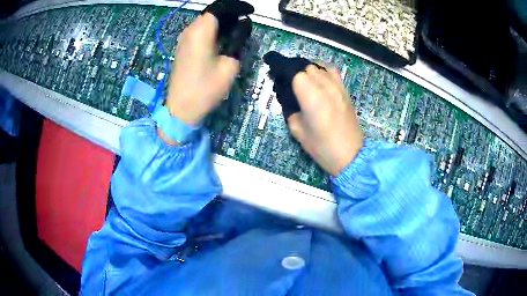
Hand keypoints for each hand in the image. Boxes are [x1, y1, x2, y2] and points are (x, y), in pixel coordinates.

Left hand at [164, 0, 252, 126]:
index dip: (237, 7)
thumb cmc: (206, 88)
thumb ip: (237, 41)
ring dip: (221, 23)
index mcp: (201, 31)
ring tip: (236, 31)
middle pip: (212, 13)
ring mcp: (184, 39)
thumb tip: (242, 28)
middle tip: (245, 23)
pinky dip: (212, 31)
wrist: (181, 109)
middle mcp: (190, 30)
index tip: (250, 12)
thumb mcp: (229, 65)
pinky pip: (199, 31)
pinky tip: (222, 40)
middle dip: (230, 14)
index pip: (220, 8)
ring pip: (205, 22)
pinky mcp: (182, 48)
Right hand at [264, 52, 363, 175]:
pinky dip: (322, 70)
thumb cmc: (322, 146)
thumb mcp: (297, 130)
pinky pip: (332, 72)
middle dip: (293, 69)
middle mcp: (325, 85)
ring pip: (319, 66)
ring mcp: (337, 86)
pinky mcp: (345, 90)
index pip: (293, 71)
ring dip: (307, 68)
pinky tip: (318, 79)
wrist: (350, 155)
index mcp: (311, 95)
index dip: (281, 68)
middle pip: (306, 66)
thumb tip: (286, 96)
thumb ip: (290, 108)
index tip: (272, 70)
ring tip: (301, 77)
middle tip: (284, 78)